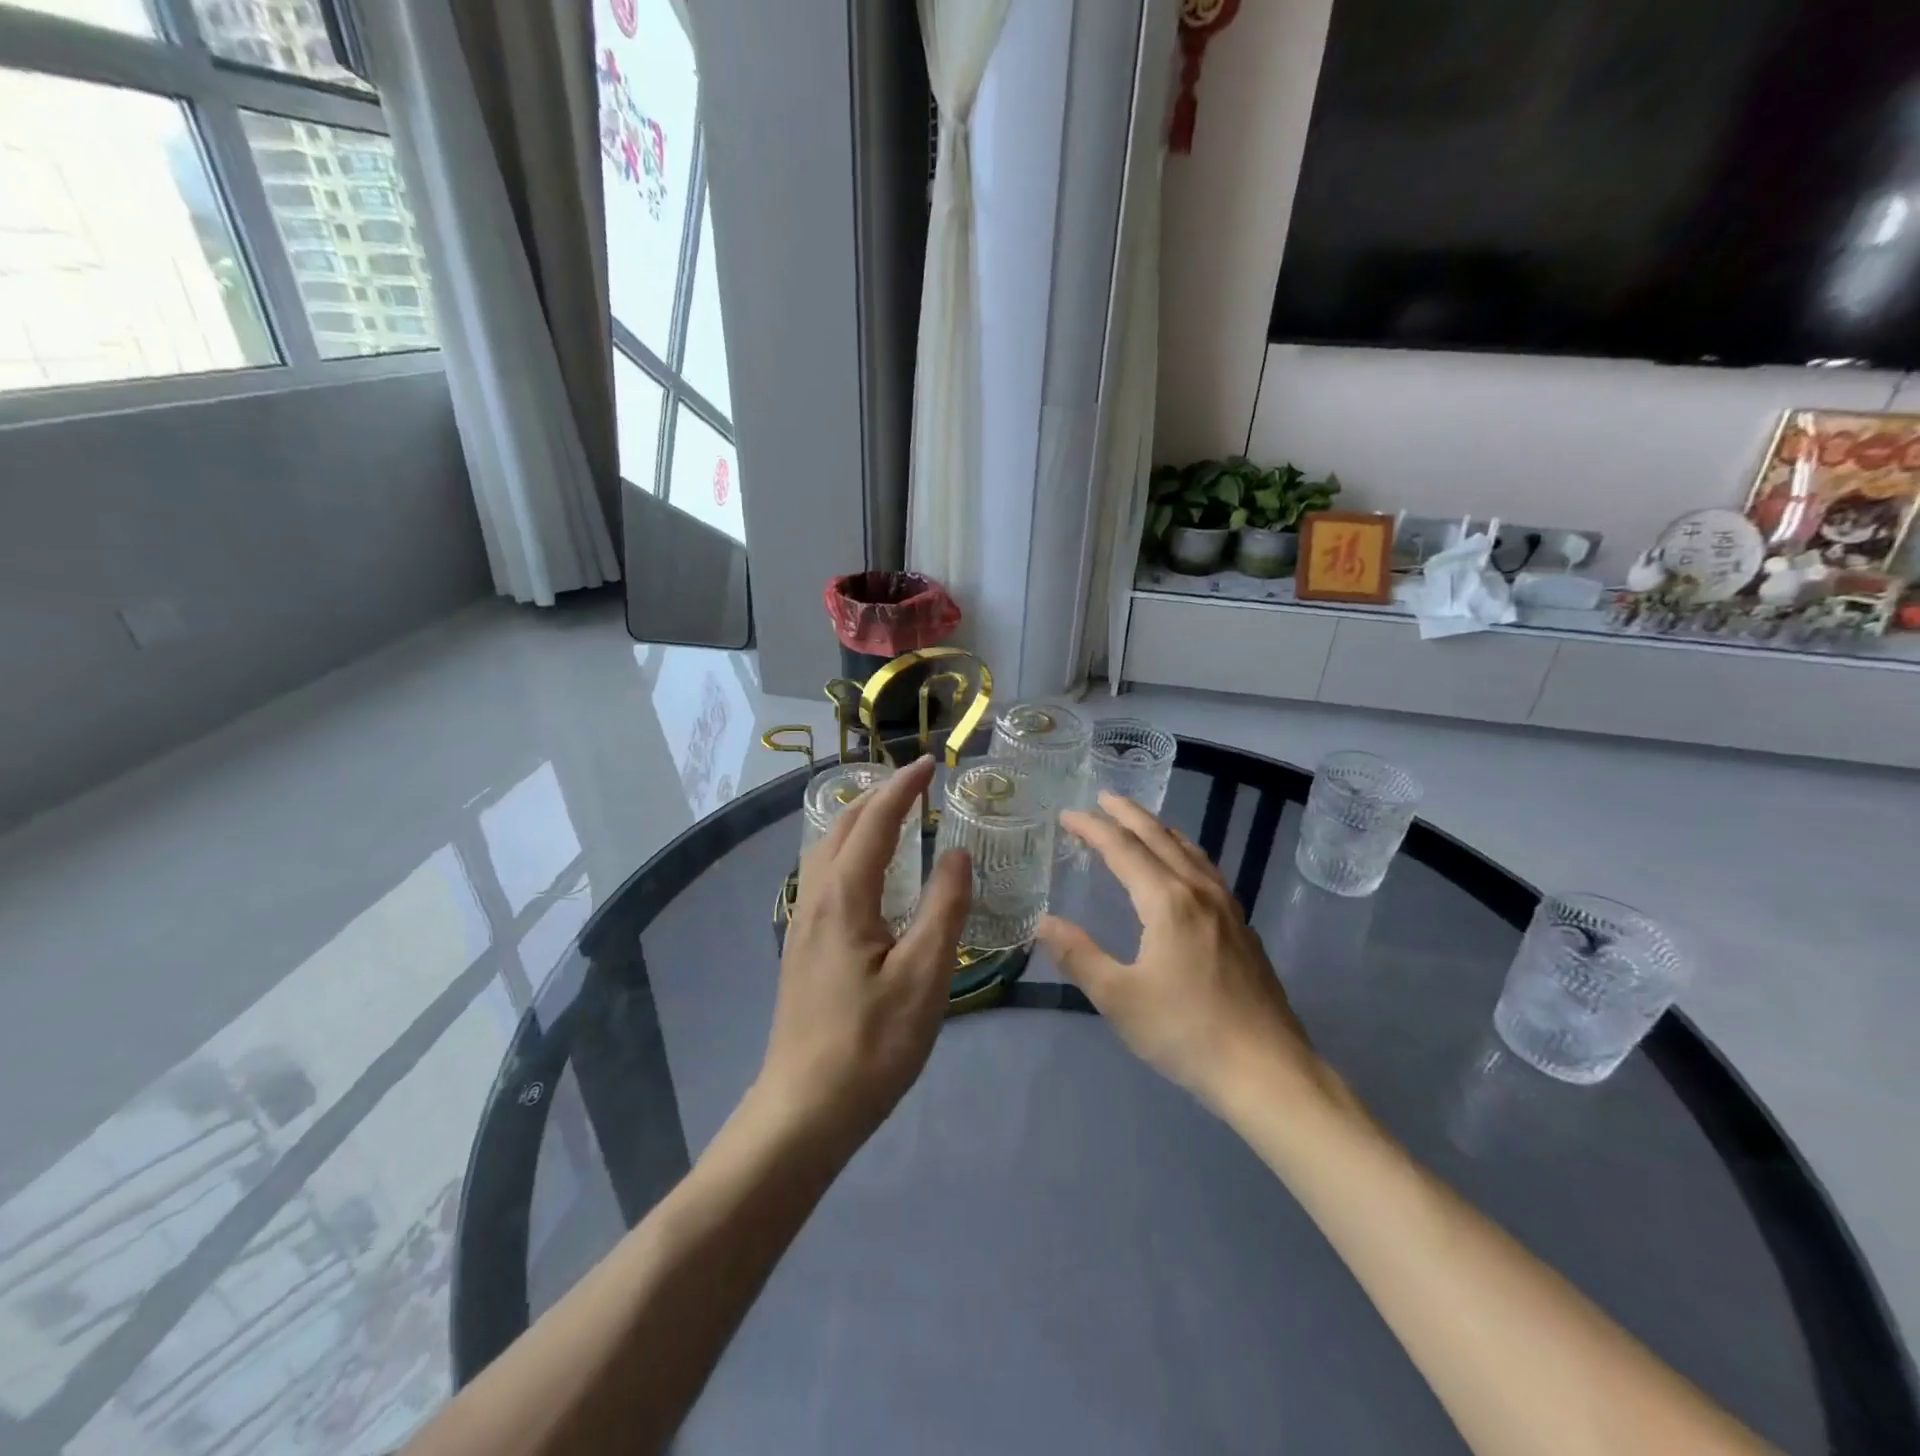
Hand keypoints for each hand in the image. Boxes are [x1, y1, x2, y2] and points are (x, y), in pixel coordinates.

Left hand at [756, 757, 970, 1146]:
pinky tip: (869, 872)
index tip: (931, 763)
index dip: (903, 787)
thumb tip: (956, 852)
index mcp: (844, 896)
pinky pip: (824, 874)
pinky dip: (850, 849)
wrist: (804, 1108)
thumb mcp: (925, 976)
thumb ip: (944, 908)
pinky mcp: (802, 945)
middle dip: (878, 795)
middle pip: (842, 826)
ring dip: (860, 820)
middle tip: (916, 782)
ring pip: (827, 849)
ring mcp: (802, 922)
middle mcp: (816, 897)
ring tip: (894, 814)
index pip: (875, 821)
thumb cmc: (872, 1044)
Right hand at [1037, 793, 1325, 1112]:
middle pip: (1159, 838)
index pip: (1122, 849)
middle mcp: (1198, 891)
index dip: (1092, 828)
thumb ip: (1078, 955)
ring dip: (1159, 829)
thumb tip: (1043, 923)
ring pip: (1189, 850)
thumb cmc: (1185, 1031)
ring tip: (1140, 821)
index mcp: (1167, 901)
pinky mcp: (1241, 927)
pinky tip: (1184, 867)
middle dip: (1128, 815)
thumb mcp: (1118, 998)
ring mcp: (1227, 907)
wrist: (1266, 1070)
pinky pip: (1206, 869)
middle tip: (1103, 798)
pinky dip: (1184, 851)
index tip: (1067, 815)